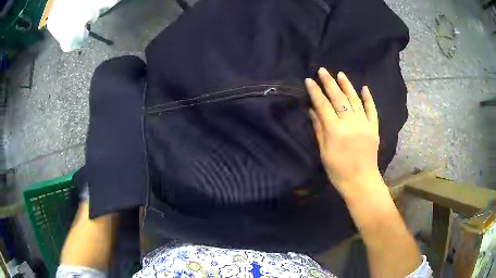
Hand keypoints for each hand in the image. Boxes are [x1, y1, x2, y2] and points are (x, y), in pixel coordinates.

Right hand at [306, 68, 380, 195]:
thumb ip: (319, 129)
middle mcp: (351, 123)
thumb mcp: (324, 152)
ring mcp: (364, 124)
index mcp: (336, 130)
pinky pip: (372, 110)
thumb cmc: (338, 171)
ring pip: (355, 100)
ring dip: (347, 86)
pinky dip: (368, 98)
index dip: (315, 92)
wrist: (361, 182)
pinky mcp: (374, 128)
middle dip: (329, 83)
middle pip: (339, 98)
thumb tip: (312, 110)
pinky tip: (364, 88)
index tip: (309, 80)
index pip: (323, 106)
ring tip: (340, 74)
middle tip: (322, 70)